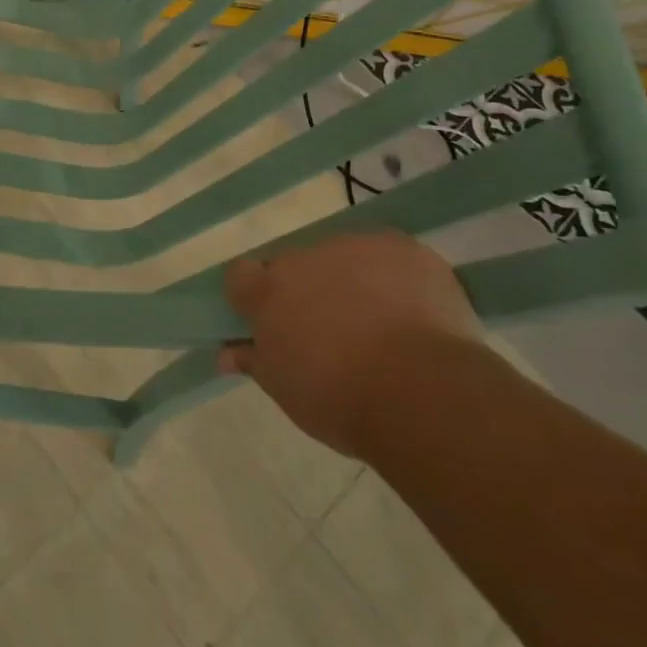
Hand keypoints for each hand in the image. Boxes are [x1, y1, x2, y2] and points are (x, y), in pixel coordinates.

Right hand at [218, 229, 483, 456]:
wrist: (420, 392)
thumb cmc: (339, 399)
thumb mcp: (285, 390)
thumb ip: (254, 360)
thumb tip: (226, 353)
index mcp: (268, 290)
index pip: (241, 274)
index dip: (252, 295)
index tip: (269, 321)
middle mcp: (304, 257)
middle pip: (296, 266)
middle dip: (308, 291)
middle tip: (331, 332)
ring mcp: (355, 246)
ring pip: (344, 258)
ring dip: (351, 281)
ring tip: (381, 325)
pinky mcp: (403, 247)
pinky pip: (390, 257)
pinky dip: (395, 278)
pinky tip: (414, 313)